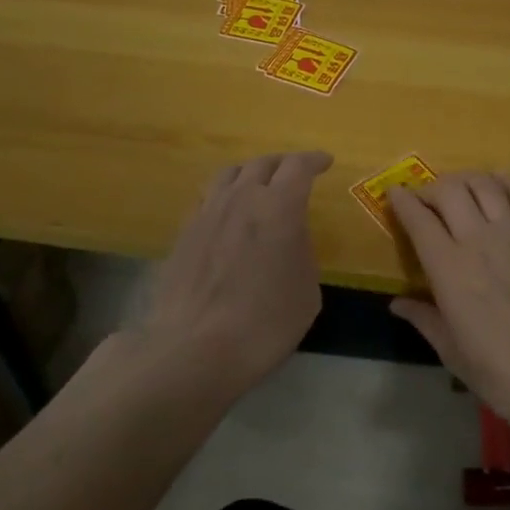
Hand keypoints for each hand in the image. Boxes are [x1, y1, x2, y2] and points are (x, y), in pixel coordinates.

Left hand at [142, 151, 331, 394]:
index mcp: (279, 207)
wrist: (194, 348)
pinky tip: (227, 214)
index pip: (298, 167)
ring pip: (230, 174)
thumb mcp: (306, 292)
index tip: (325, 162)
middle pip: (262, 164)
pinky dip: (224, 195)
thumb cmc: (264, 323)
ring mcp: (208, 212)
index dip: (314, 160)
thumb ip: (301, 252)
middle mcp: (241, 198)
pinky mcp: (184, 232)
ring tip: (258, 186)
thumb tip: (289, 239)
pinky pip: (208, 197)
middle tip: (294, 174)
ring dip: (250, 174)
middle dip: (283, 164)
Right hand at [386, 172, 509, 429]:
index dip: (402, 201)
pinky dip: (508, 183)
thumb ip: (425, 320)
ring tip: (459, 187)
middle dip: (431, 188)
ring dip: (466, 179)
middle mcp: (479, 240)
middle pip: (450, 191)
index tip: (394, 193)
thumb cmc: (502, 373)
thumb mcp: (453, 353)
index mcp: (449, 268)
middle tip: (426, 198)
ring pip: (485, 186)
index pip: (418, 220)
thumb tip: (397, 304)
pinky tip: (500, 179)